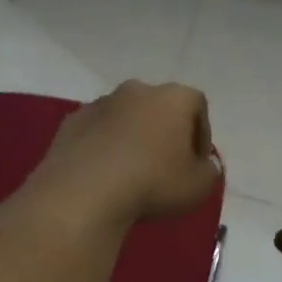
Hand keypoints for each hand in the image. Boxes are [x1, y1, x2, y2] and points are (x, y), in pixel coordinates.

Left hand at [33, 81, 219, 225]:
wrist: (85, 191)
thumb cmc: (153, 183)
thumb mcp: (199, 187)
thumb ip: (209, 171)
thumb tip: (202, 165)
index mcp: (173, 98)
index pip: (197, 106)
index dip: (202, 134)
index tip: (197, 162)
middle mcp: (137, 90)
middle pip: (159, 108)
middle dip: (165, 132)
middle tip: (167, 165)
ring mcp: (101, 103)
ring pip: (126, 118)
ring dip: (133, 138)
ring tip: (133, 172)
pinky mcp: (72, 121)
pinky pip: (98, 132)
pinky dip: (105, 147)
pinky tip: (104, 174)